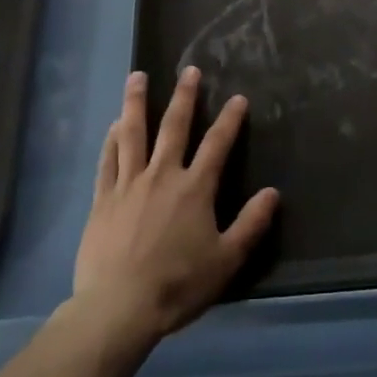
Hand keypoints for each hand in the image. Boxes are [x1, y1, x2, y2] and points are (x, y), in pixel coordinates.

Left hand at [73, 67, 279, 345]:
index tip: (238, 98)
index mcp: (194, 188)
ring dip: (136, 102)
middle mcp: (162, 175)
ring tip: (137, 76)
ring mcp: (129, 184)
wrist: (119, 307)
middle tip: (189, 70)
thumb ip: (250, 224)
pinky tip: (114, 125)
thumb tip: (272, 193)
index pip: (217, 144)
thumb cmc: (178, 285)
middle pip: (174, 126)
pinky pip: (108, 160)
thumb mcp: (226, 260)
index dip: (230, 119)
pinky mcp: (103, 199)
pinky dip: (111, 140)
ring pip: (133, 133)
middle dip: (184, 96)